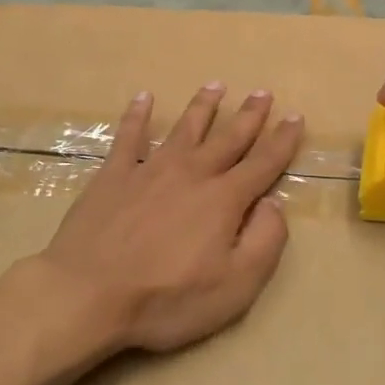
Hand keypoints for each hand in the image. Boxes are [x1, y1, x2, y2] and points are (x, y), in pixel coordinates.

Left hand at [33, 85, 304, 353]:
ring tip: (215, 85)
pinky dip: (137, 115)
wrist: (88, 294)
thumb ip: (264, 242)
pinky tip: (143, 98)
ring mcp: (150, 169)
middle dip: (249, 115)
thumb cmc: (166, 299)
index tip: (296, 117)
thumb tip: (274, 204)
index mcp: (224, 200)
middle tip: (262, 92)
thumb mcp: (235, 286)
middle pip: (227, 138)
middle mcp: (192, 174)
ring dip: (202, 106)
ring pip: (184, 129)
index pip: (263, 163)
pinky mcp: (113, 175)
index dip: (282, 140)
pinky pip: (129, 136)